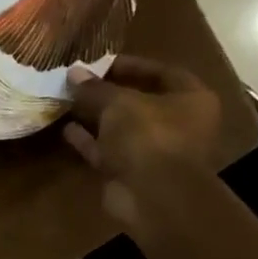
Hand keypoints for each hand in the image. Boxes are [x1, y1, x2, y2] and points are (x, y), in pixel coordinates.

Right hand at [63, 56, 221, 228]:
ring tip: (67, 102)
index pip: (163, 72)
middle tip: (79, 83)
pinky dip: (89, 140)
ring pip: (121, 128)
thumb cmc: (149, 137)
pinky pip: (107, 150)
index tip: (100, 63)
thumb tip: (73, 72)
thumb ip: (95, 88)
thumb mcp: (119, 103)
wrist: (153, 196)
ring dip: (96, 117)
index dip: (132, 65)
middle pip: (140, 101)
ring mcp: (154, 150)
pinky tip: (66, 129)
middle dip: (108, 93)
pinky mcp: (131, 171)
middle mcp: (177, 124)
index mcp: (190, 100)